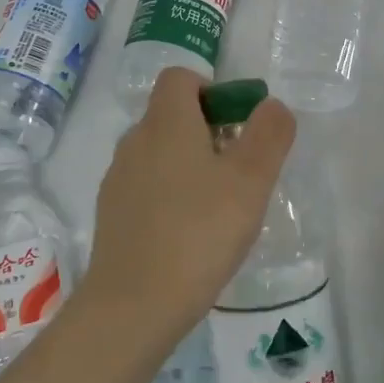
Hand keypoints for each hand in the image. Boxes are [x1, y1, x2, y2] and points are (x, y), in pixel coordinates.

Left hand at [81, 67, 296, 360]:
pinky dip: (170, 195)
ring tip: (219, 208)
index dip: (213, 89)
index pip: (180, 77)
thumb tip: (272, 105)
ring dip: (190, 165)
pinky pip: (146, 186)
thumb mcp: (250, 182)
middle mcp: (135, 140)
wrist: (132, 305)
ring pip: (160, 153)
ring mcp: (118, 178)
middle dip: (209, 131)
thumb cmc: (198, 233)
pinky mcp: (111, 213)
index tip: (239, 125)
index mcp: (166, 122)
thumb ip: (268, 136)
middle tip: (240, 171)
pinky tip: (190, 234)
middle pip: (172, 115)